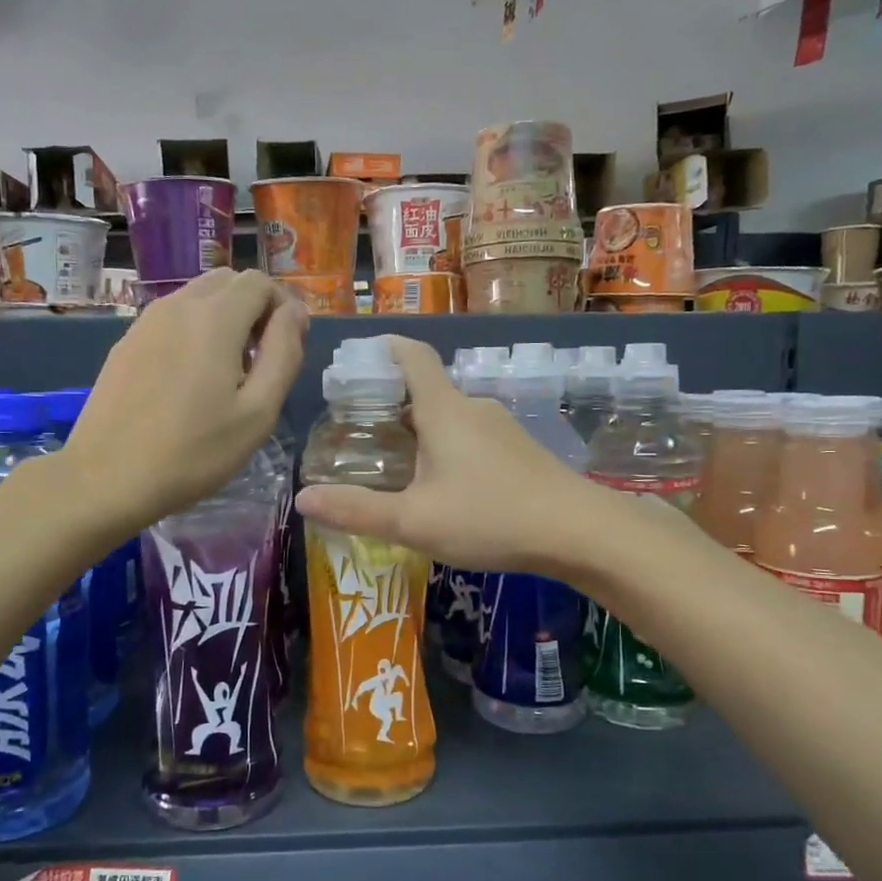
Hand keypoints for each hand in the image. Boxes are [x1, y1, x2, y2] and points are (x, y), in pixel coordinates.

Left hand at [67, 270, 306, 530]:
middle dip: (253, 308)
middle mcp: (178, 305)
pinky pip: (171, 318)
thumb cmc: (193, 452)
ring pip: (197, 296)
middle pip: (227, 281)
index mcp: (215, 318)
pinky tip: (189, 380)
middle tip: (259, 360)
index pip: (260, 282)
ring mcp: (146, 321)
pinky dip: (193, 330)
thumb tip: (295, 312)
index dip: (282, 308)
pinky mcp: (126, 342)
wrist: (107, 478)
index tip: (285, 349)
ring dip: (223, 318)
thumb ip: (284, 353)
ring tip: (226, 372)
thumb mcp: (258, 412)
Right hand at [294, 336, 617, 575]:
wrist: (580, 531)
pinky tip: (445, 485)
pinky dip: (449, 446)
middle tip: (360, 427)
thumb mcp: (413, 521)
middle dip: (393, 400)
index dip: (384, 349)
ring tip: (397, 461)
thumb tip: (302, 497)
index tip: (358, 358)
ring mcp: (503, 427)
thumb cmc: (489, 517)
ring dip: (422, 428)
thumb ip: (357, 510)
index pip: (412, 356)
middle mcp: (473, 407)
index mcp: (443, 410)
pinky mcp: (521, 450)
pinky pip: (473, 435)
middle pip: (427, 388)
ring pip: (451, 416)